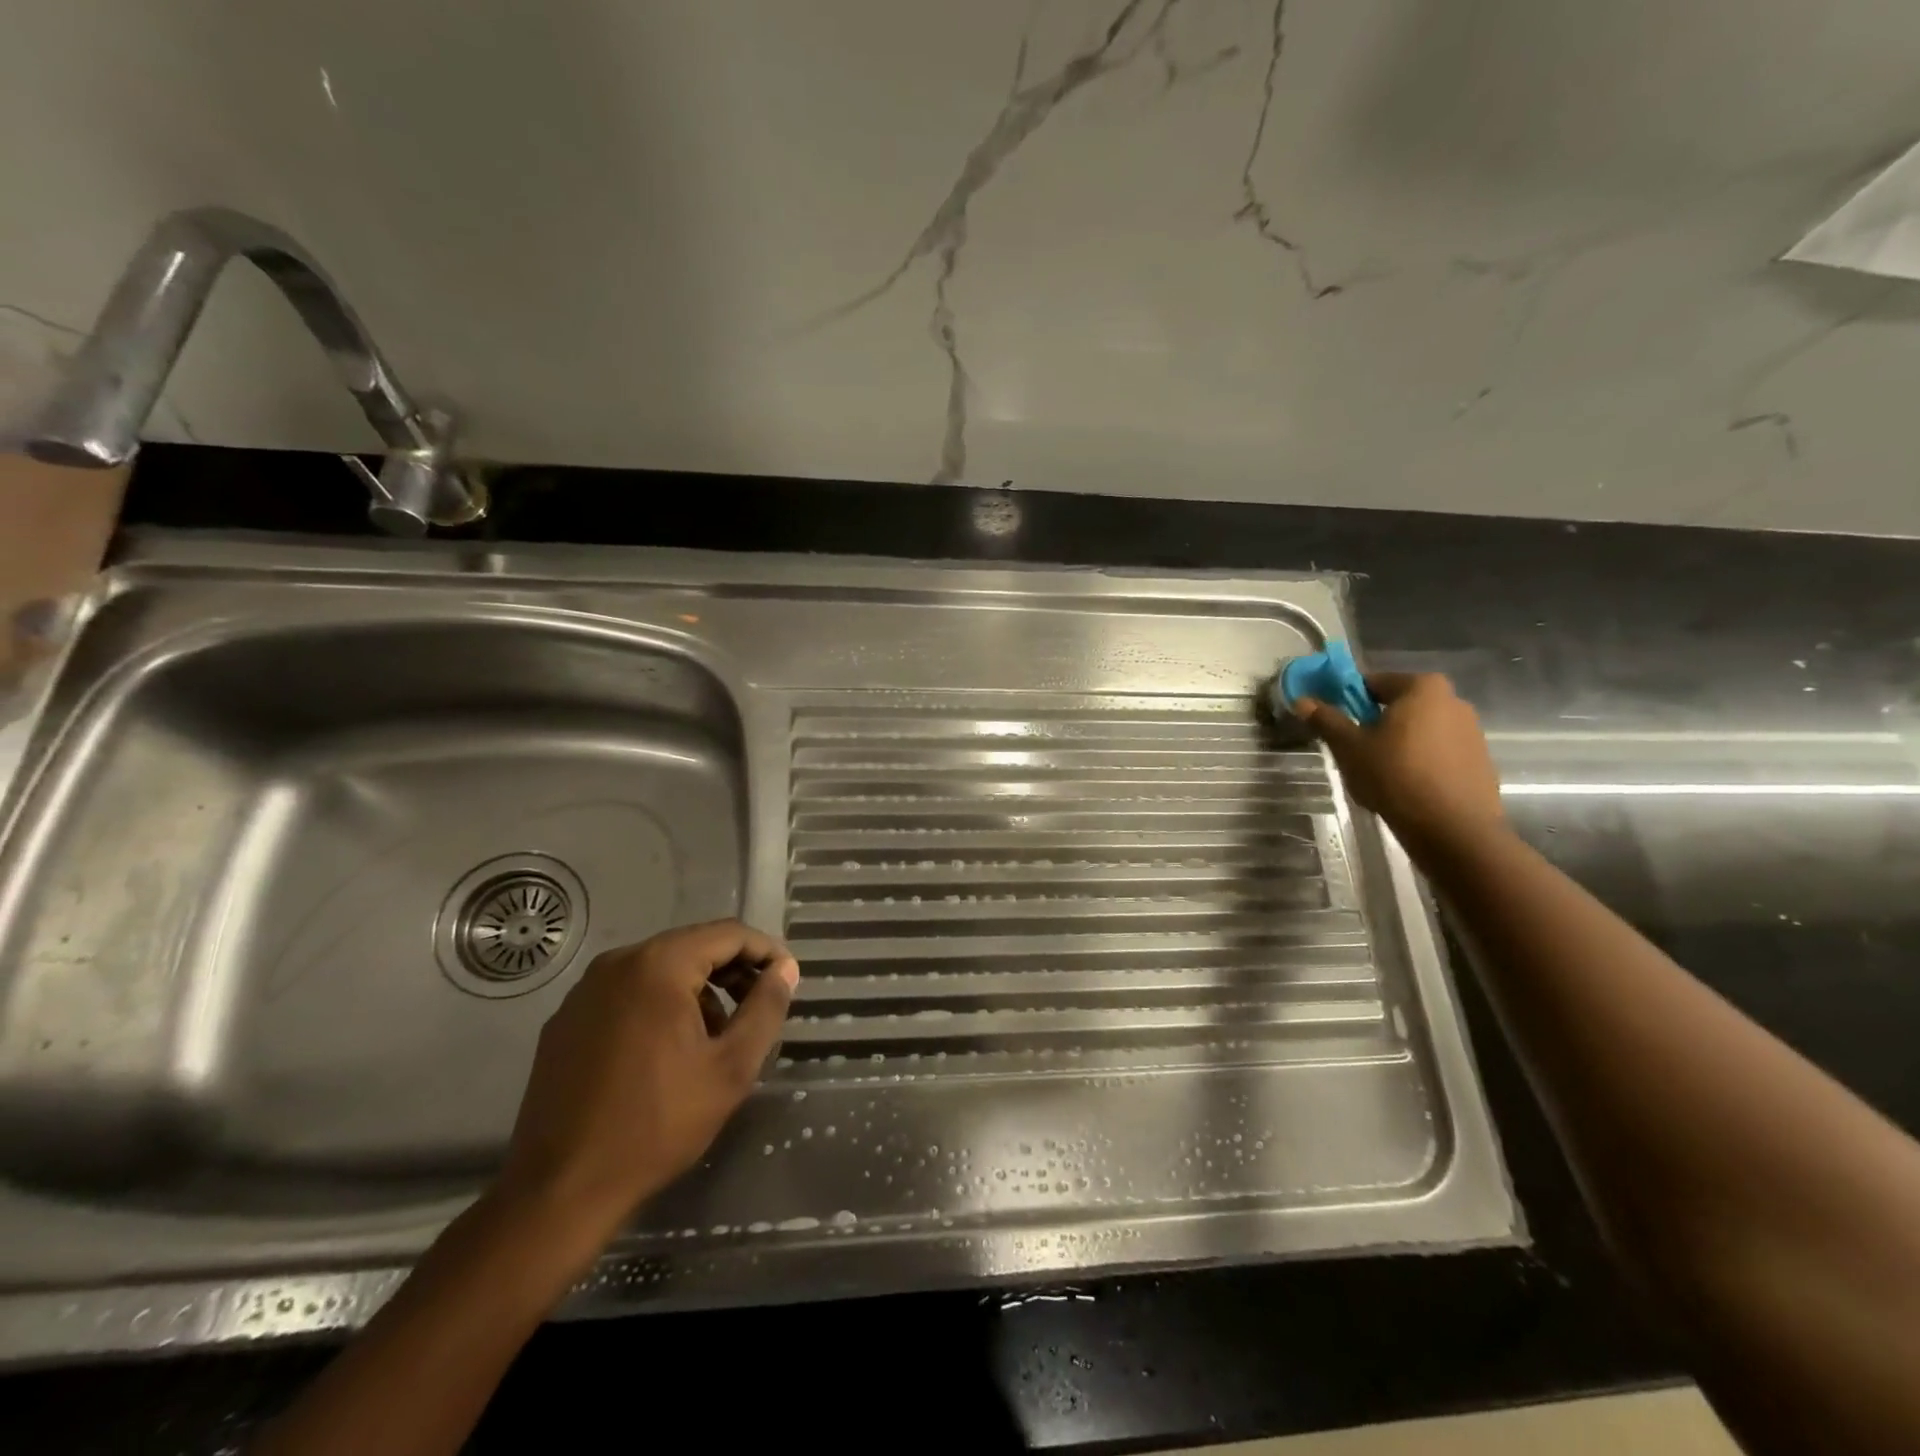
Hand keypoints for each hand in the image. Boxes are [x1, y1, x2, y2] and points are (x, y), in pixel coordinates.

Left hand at [494, 920, 798, 1245]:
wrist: (559, 1190)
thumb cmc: (656, 1124)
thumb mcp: (730, 1068)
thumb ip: (765, 1008)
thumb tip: (784, 969)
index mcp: (658, 965)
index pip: (728, 934)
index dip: (765, 951)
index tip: (786, 979)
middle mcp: (617, 963)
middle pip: (692, 947)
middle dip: (732, 971)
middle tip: (758, 1008)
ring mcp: (585, 991)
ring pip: (660, 969)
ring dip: (697, 990)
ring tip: (715, 1037)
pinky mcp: (566, 1020)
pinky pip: (628, 993)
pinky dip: (659, 1005)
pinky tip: (667, 1051)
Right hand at [1293, 672, 1503, 850]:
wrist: (1452, 828)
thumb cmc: (1395, 776)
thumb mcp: (1349, 747)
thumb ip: (1326, 719)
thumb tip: (1302, 700)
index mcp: (1422, 687)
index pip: (1373, 682)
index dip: (1348, 700)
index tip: (1335, 722)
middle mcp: (1453, 700)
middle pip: (1399, 706)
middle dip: (1375, 723)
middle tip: (1354, 750)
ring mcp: (1471, 731)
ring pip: (1419, 730)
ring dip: (1397, 743)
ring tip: (1379, 773)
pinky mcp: (1479, 760)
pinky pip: (1438, 752)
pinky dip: (1420, 761)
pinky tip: (1405, 786)